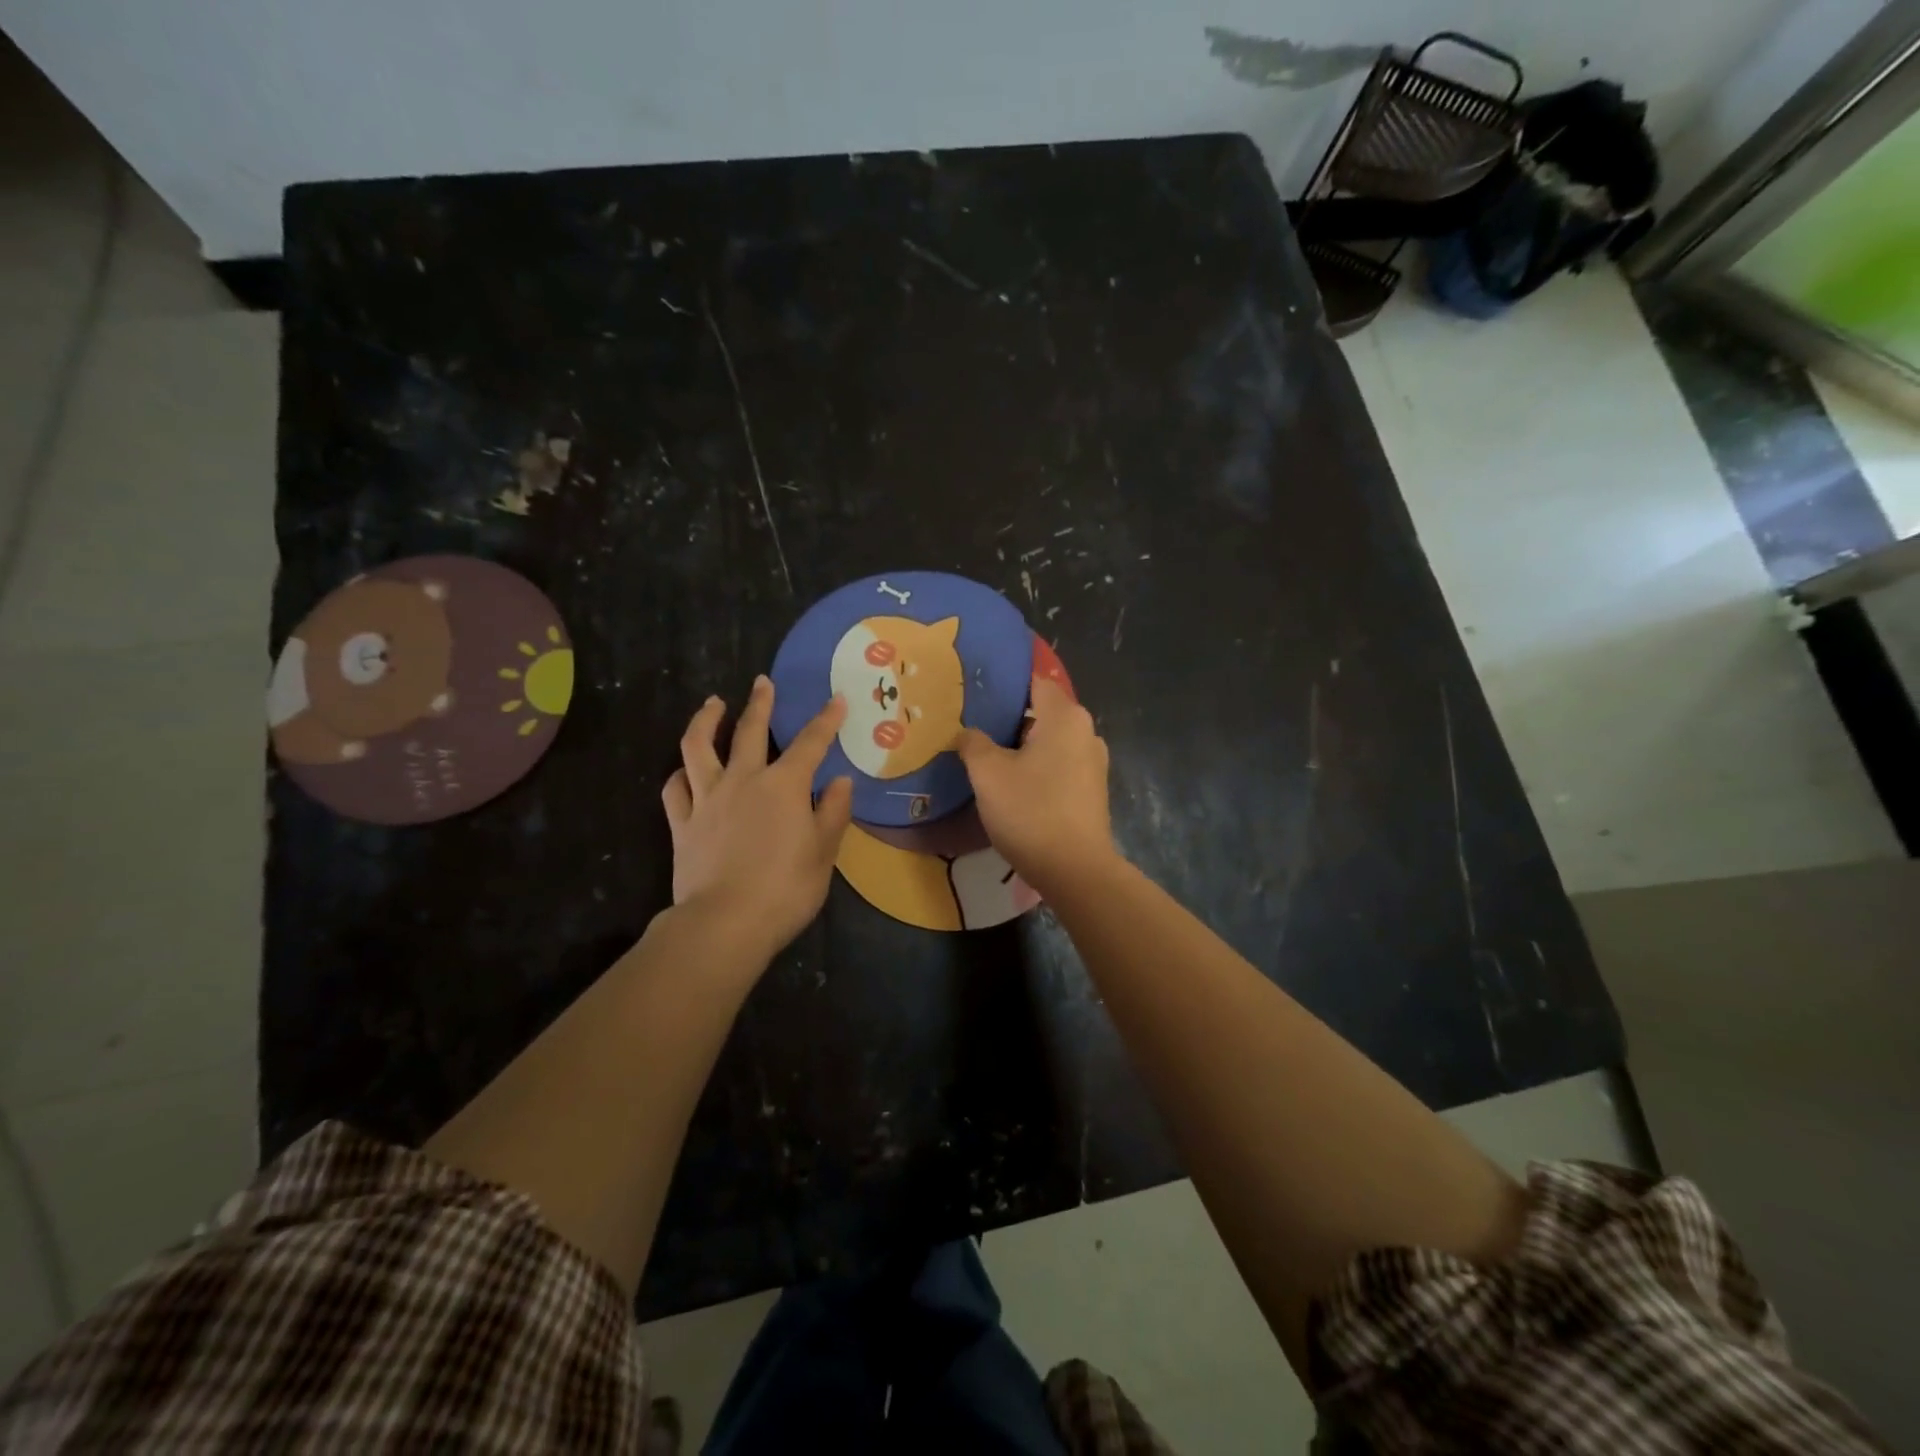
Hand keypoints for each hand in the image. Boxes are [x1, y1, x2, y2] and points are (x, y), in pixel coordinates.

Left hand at [663, 676, 853, 963]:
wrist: (725, 922)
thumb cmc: (786, 888)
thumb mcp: (823, 852)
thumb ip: (833, 812)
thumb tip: (841, 780)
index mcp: (784, 786)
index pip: (810, 743)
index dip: (826, 719)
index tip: (836, 699)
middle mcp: (744, 781)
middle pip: (749, 731)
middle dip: (760, 704)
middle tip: (761, 682)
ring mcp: (708, 800)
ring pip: (699, 748)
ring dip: (706, 721)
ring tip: (712, 704)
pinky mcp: (682, 824)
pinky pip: (675, 790)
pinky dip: (680, 774)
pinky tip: (684, 770)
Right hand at [955, 677, 1117, 897]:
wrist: (1074, 870)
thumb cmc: (1030, 811)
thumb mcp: (988, 773)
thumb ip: (973, 743)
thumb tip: (968, 733)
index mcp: (1065, 717)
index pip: (1034, 682)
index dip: (1004, 685)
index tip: (975, 693)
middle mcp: (1086, 732)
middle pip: (1041, 713)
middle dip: (1008, 719)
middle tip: (973, 726)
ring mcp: (1093, 763)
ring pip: (1049, 742)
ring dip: (1021, 747)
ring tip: (986, 756)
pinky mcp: (1091, 791)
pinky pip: (1058, 766)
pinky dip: (1036, 768)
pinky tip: (1012, 785)